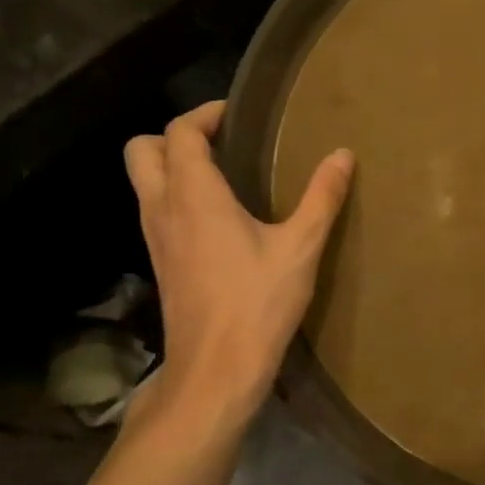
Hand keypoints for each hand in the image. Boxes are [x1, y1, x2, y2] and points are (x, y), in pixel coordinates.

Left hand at [124, 102, 352, 426]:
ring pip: (144, 181)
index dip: (205, 114)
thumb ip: (322, 197)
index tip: (238, 114)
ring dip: (173, 165)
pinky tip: (219, 216)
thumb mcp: (301, 247)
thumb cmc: (257, 303)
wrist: (215, 370)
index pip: (180, 133)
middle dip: (175, 134)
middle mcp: (163, 209)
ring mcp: (155, 238)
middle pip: (142, 150)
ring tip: (225, 172)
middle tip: (221, 139)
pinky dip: (176, 195)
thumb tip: (343, 155)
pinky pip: (156, 209)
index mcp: (194, 196)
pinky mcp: (160, 262)